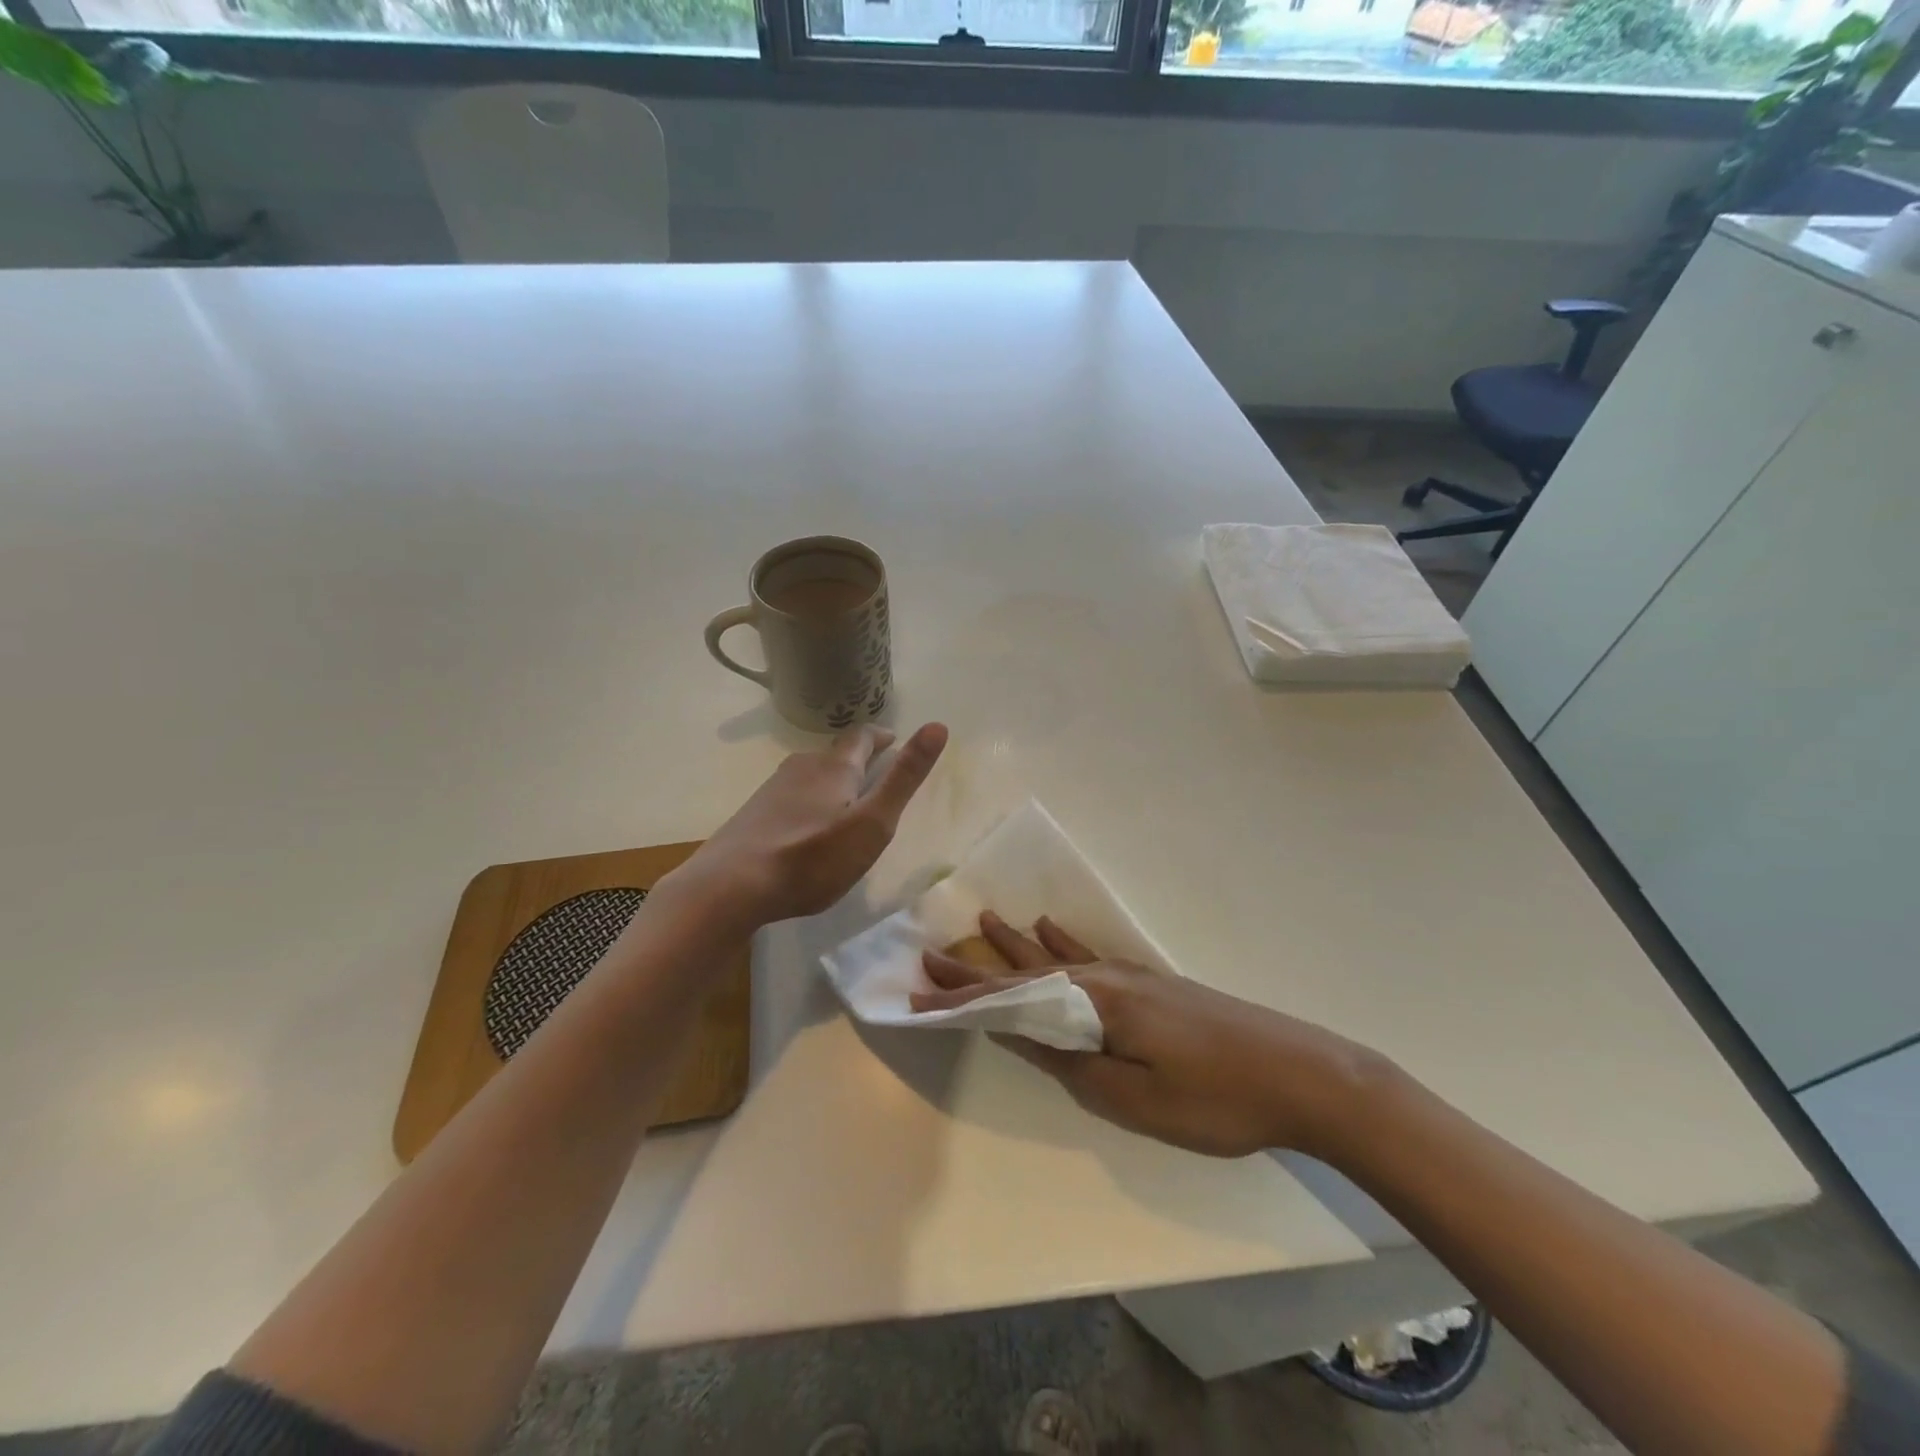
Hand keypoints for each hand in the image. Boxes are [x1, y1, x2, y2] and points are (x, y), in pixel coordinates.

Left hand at [679, 722, 947, 925]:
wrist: (729, 887)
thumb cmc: (811, 858)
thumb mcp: (872, 823)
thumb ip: (904, 778)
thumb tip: (937, 726)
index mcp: (834, 768)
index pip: (861, 737)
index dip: (880, 736)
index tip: (894, 740)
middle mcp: (801, 768)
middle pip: (834, 754)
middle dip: (857, 759)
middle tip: (876, 772)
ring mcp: (772, 791)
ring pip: (810, 775)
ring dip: (831, 780)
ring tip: (846, 801)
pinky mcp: (753, 815)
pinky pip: (791, 797)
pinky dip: (809, 801)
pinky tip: (807, 828)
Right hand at [914, 911, 1387, 1158]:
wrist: (1301, 1074)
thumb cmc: (1215, 1098)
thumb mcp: (1134, 1097)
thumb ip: (1070, 1063)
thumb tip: (1018, 1035)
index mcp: (1095, 1004)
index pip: (1011, 999)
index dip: (963, 999)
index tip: (918, 993)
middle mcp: (1105, 978)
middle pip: (1027, 970)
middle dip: (978, 967)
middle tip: (933, 954)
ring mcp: (1131, 977)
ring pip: (1056, 958)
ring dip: (1015, 948)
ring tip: (984, 923)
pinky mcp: (1151, 986)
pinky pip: (1089, 959)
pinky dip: (1061, 945)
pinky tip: (1049, 928)